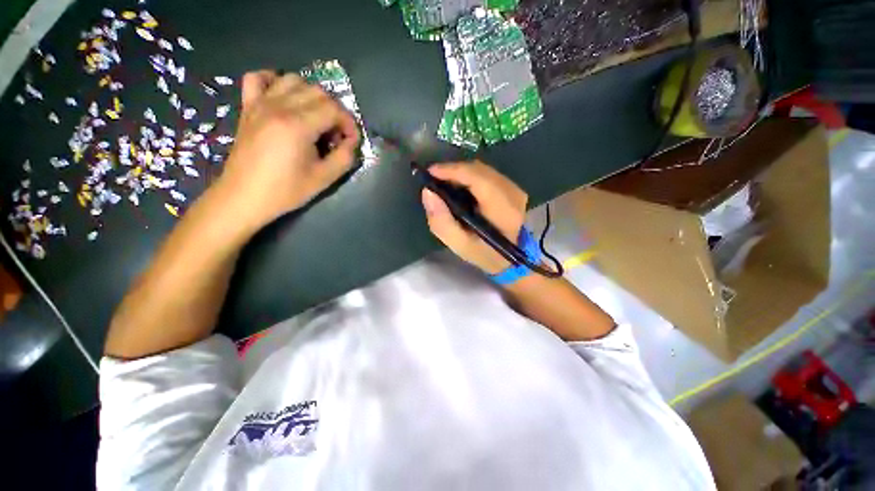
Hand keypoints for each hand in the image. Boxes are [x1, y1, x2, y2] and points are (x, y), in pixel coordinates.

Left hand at [218, 70, 359, 228]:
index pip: (333, 109)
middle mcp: (278, 106)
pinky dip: (275, 81)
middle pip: (317, 91)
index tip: (351, 141)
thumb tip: (351, 142)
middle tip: (335, 134)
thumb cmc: (286, 191)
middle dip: (334, 111)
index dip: (348, 123)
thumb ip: (345, 158)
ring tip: (315, 118)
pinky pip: (258, 78)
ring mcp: (260, 103)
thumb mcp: (324, 179)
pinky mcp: (248, 107)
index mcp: (298, 126)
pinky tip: (283, 98)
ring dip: (311, 95)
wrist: (244, 196)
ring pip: (293, 80)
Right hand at [421, 161, 526, 274]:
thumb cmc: (484, 254)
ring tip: (445, 183)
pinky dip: (471, 177)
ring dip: (461, 173)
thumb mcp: (459, 245)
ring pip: (483, 169)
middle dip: (453, 170)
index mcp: (501, 208)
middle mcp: (512, 192)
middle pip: (478, 169)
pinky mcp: (514, 188)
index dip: (451, 170)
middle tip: (434, 180)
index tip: (429, 172)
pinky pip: (488, 174)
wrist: (512, 258)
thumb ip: (441, 221)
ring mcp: (515, 188)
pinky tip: (461, 188)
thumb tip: (427, 192)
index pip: (476, 177)